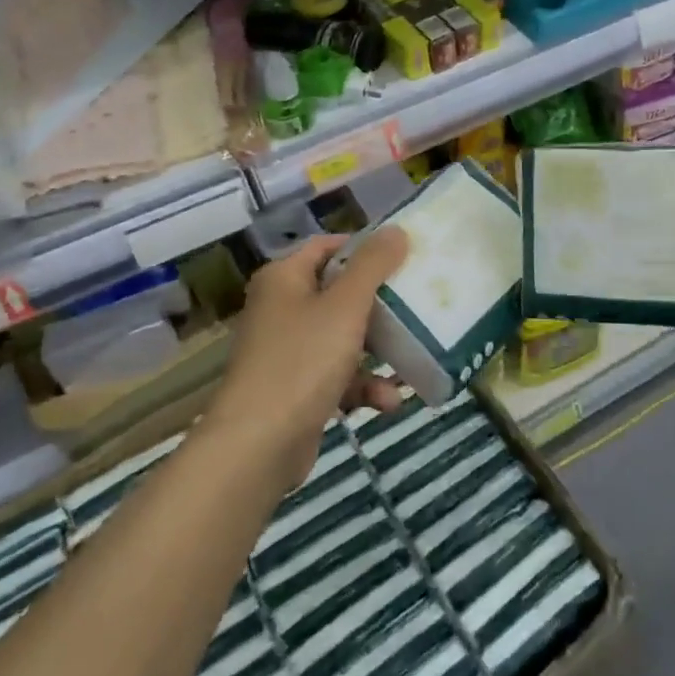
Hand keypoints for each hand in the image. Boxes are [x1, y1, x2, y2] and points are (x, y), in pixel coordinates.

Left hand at [203, 230, 409, 487]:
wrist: (258, 446)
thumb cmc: (303, 361)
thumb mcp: (346, 306)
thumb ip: (373, 265)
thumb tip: (397, 230)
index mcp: (284, 279)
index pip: (327, 247)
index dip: (364, 247)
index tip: (403, 256)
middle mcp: (281, 309)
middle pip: (339, 293)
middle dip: (380, 304)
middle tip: (417, 303)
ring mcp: (287, 352)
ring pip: (343, 338)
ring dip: (378, 352)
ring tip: (412, 360)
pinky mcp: (296, 390)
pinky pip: (338, 376)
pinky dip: (363, 386)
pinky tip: (389, 402)